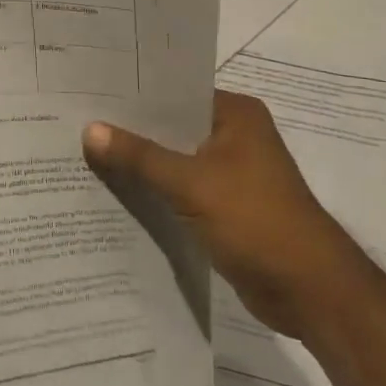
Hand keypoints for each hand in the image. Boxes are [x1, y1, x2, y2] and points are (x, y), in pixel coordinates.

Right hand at [83, 89, 365, 337]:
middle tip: (76, 123)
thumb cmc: (256, 221)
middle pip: (170, 126)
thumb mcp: (190, 183)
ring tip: (84, 154)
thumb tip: (89, 129)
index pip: (174, 93)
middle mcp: (234, 136)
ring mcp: (230, 173)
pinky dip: (153, 190)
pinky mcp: (224, 206)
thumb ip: (139, 156)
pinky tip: (114, 191)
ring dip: (139, 163)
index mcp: (236, 115)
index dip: (132, 95)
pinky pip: (179, 189)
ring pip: (173, 159)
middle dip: (129, 131)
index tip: (87, 94)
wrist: (310, 292)